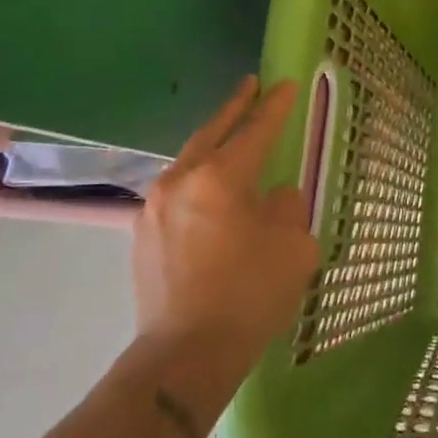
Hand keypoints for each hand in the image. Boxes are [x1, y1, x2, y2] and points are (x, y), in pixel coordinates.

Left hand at [131, 78, 318, 366]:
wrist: (185, 354)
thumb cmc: (249, 296)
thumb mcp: (294, 249)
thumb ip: (288, 210)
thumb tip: (275, 198)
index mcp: (219, 179)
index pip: (253, 132)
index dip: (274, 108)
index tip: (284, 84)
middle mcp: (180, 182)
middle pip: (211, 134)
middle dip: (235, 108)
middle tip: (252, 86)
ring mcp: (155, 208)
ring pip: (189, 161)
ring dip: (214, 144)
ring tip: (233, 133)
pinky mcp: (144, 234)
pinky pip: (178, 190)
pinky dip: (200, 177)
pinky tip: (214, 189)